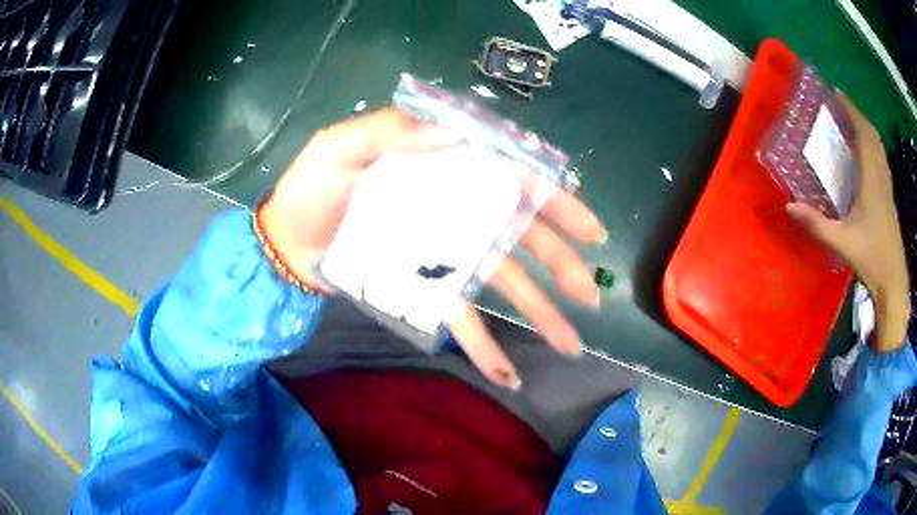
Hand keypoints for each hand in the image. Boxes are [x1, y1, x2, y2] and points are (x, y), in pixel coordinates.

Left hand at [260, 108, 606, 387]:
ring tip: (571, 343)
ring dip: (538, 314)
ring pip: (502, 284)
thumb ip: (394, 133)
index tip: (589, 231)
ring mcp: (441, 256)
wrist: (284, 237)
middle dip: (560, 266)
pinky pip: (459, 320)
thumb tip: (457, 137)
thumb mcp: (343, 145)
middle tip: (590, 295)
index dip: (555, 205)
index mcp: (442, 172)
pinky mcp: (422, 290)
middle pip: (520, 238)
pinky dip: (484, 347)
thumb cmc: (311, 187)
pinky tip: (509, 375)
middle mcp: (453, 213)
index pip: (512, 182)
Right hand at [786, 95, 910, 352]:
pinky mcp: (889, 196)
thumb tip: (788, 206)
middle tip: (840, 104)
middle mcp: (881, 176)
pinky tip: (866, 151)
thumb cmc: (872, 259)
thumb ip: (816, 224)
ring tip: (851, 121)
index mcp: (871, 180)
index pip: (862, 134)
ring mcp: (887, 186)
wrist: (894, 282)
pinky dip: (873, 145)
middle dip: (856, 114)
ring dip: (865, 128)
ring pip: (878, 146)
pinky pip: (881, 158)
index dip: (850, 110)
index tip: (835, 93)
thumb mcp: (842, 243)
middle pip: (871, 135)